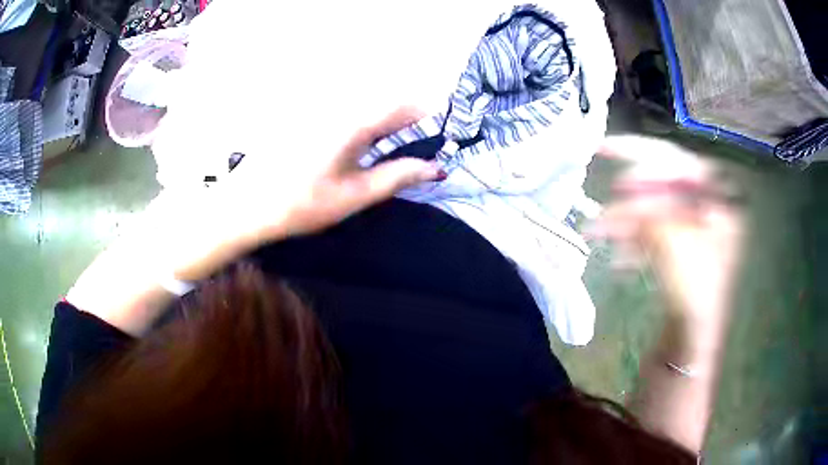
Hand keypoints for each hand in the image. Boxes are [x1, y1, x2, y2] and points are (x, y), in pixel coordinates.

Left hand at [155, 106, 439, 279]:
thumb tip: (437, 168)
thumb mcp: (355, 194)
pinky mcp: (308, 114)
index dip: (431, 114)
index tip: (446, 128)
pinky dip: (365, 119)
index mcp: (355, 123)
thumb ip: (399, 176)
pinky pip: (347, 108)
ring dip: (388, 116)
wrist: (248, 205)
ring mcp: (321, 107)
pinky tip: (363, 140)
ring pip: (367, 102)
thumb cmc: (303, 204)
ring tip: (398, 141)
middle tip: (424, 140)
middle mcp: (339, 106)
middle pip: (387, 100)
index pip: (406, 106)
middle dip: (412, 114)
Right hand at [592, 136, 743, 328]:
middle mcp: (710, 207)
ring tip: (595, 232)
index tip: (606, 150)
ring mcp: (696, 229)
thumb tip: (623, 191)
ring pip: (655, 211)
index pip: (678, 161)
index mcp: (719, 199)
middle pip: (664, 184)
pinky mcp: (683, 249)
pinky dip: (636, 241)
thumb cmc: (694, 291)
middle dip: (630, 191)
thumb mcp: (671, 243)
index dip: (642, 154)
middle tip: (602, 184)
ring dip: (625, 221)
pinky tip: (618, 257)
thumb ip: (648, 210)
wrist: (692, 340)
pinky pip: (657, 233)